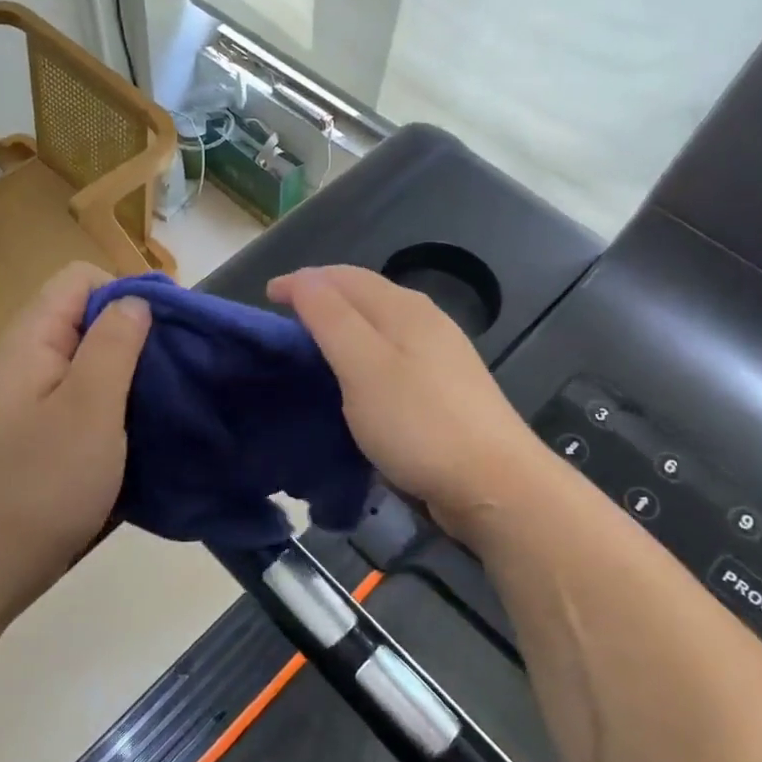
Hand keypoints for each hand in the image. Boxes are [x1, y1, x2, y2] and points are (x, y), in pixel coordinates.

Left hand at [0, 262, 151, 603]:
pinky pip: (81, 400)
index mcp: (31, 340)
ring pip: (87, 363)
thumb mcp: (89, 407)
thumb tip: (136, 301)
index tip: (165, 333)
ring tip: (163, 401)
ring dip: (127, 375)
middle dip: (134, 336)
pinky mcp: (37, 436)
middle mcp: (25, 361)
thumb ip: (115, 344)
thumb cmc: (41, 484)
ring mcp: (28, 401)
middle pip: (85, 318)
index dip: (127, 292)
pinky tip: (137, 433)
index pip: (81, 279)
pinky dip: (112, 406)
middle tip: (172, 372)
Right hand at [268, 265, 551, 552]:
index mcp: (403, 308)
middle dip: (322, 296)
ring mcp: (441, 353)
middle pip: (365, 293)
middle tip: (285, 318)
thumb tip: (305, 277)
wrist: (495, 484)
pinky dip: (363, 351)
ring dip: (344, 323)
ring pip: (380, 323)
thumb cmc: (419, 423)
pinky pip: (393, 352)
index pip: (343, 277)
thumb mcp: (363, 367)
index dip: (303, 281)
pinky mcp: (446, 387)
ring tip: (313, 344)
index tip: (267, 297)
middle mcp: (425, 320)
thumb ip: (331, 318)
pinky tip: (357, 377)